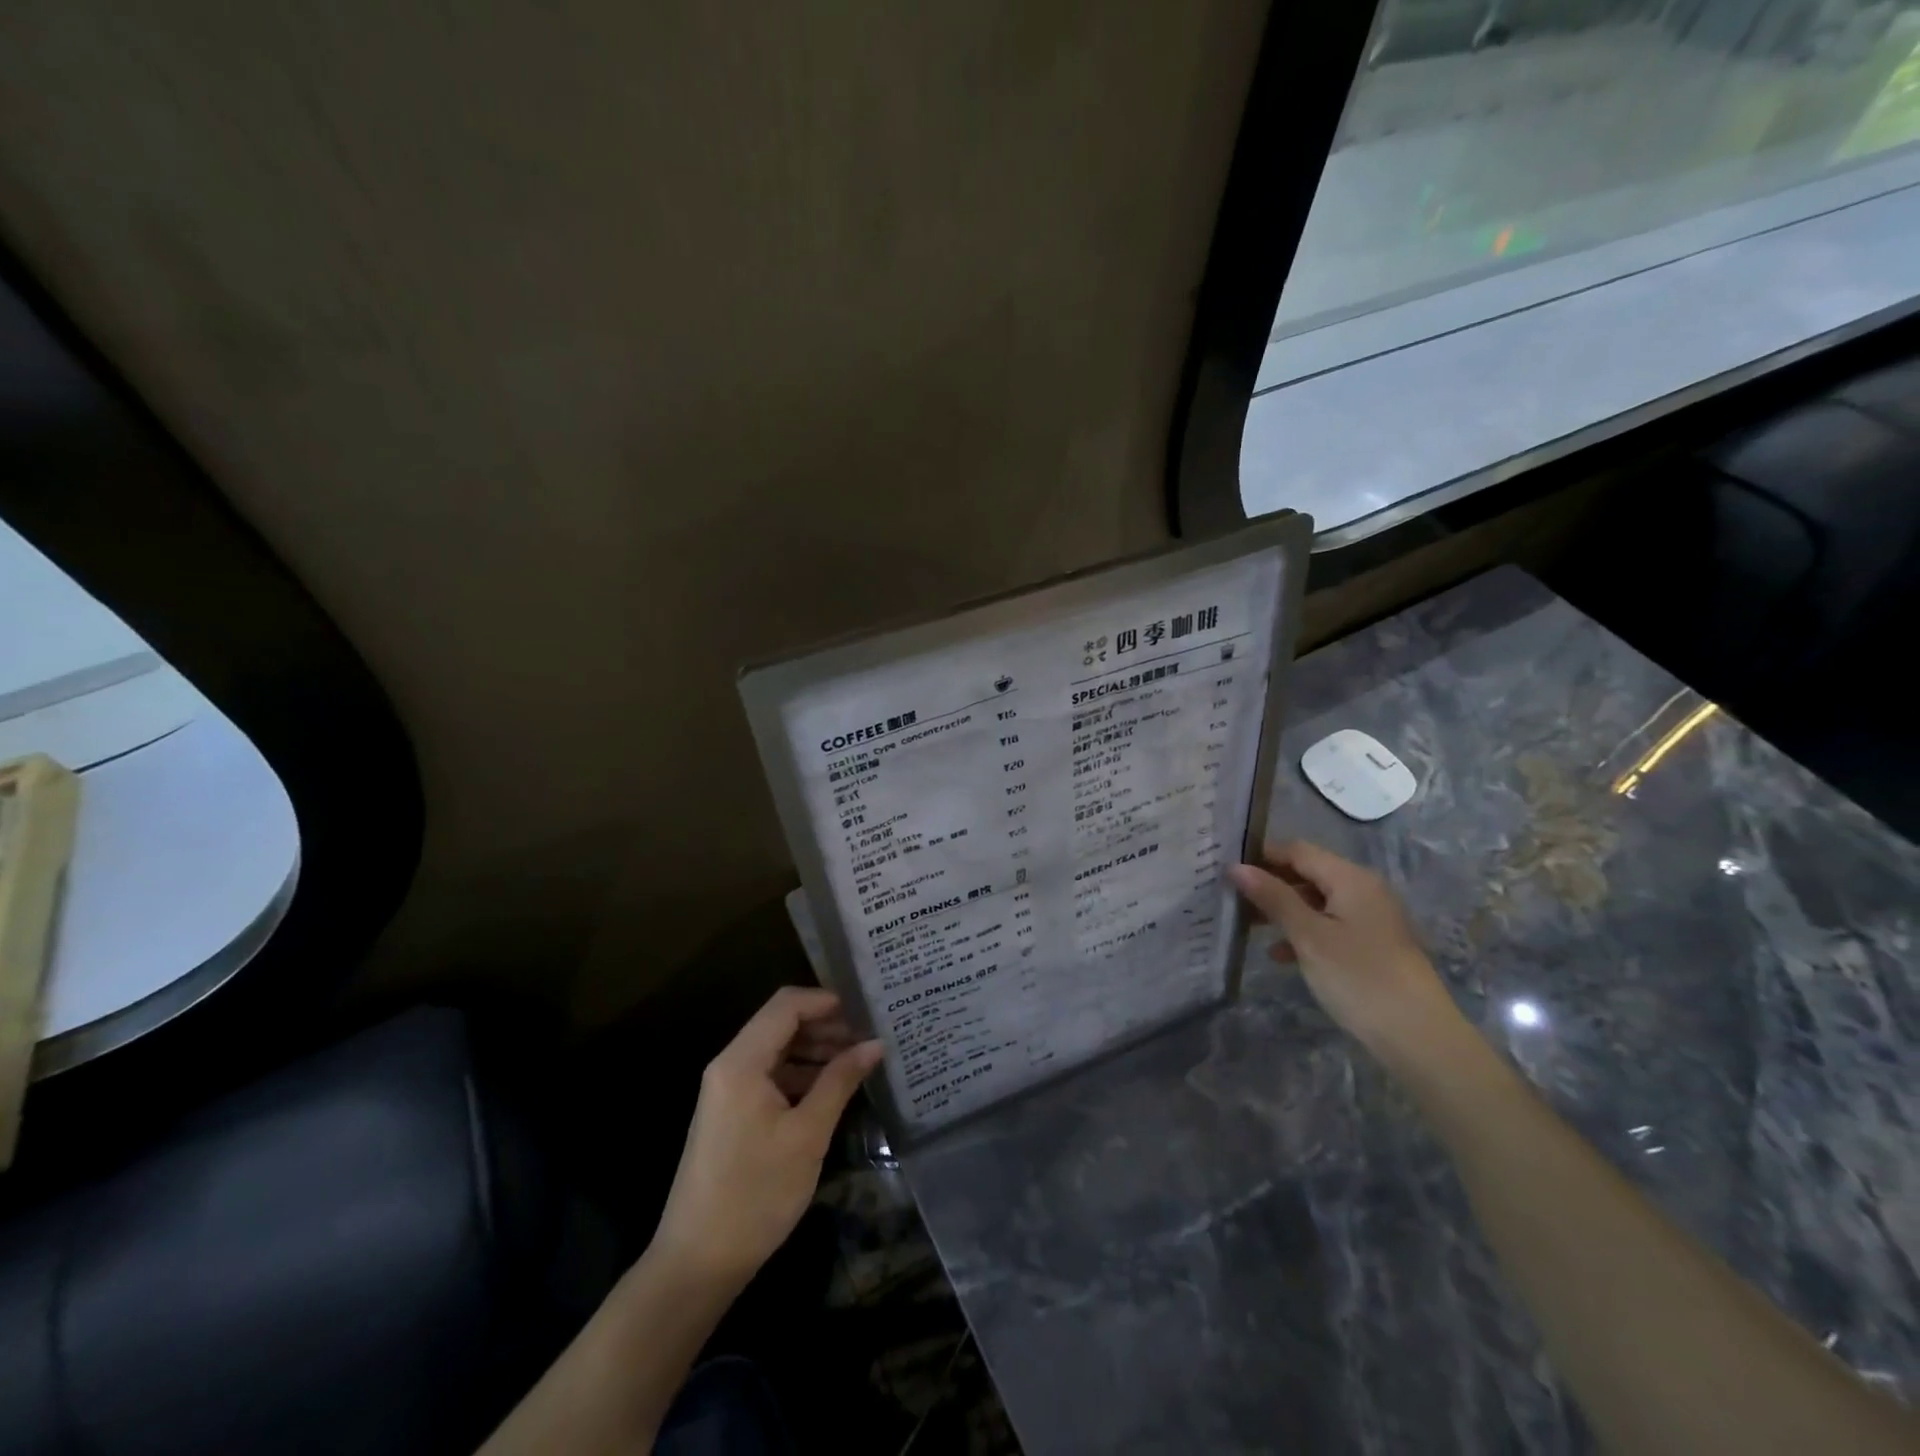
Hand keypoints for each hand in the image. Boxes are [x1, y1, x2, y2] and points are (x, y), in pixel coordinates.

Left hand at [652, 987, 882, 1291]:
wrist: (697, 1263)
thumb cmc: (755, 1194)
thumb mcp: (808, 1135)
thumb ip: (840, 1081)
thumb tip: (875, 1043)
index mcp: (742, 1061)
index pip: (786, 1005)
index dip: (826, 1001)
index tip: (866, 1011)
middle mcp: (730, 1065)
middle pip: (781, 1023)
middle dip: (826, 1026)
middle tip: (869, 1039)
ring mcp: (728, 1090)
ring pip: (777, 1050)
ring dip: (816, 1051)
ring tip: (858, 1063)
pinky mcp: (732, 1113)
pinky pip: (770, 1076)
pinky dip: (801, 1075)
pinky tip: (832, 1091)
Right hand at [1229, 840, 1468, 1067]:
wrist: (1419, 1038)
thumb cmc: (1359, 978)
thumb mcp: (1309, 936)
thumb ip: (1273, 898)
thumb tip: (1237, 867)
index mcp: (1350, 878)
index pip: (1297, 850)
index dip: (1262, 855)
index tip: (1225, 868)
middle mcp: (1363, 889)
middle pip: (1307, 873)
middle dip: (1270, 883)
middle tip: (1231, 898)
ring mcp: (1370, 918)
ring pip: (1316, 900)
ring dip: (1283, 909)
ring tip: (1247, 925)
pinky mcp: (1371, 944)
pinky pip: (1329, 924)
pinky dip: (1303, 931)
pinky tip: (1280, 954)